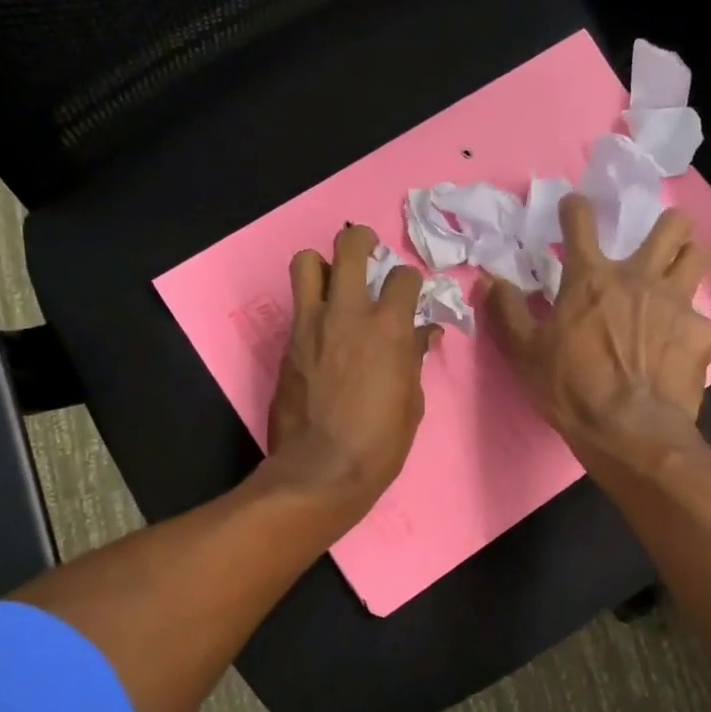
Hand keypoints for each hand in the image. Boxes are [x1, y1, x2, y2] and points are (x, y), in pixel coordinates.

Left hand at [267, 225, 437, 517]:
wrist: (320, 470)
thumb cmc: (379, 443)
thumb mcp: (411, 402)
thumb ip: (413, 358)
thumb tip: (422, 333)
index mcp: (388, 327)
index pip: (403, 277)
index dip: (410, 282)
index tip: (409, 294)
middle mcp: (347, 313)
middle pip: (349, 247)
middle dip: (361, 241)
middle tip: (368, 251)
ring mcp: (311, 325)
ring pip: (306, 263)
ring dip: (322, 265)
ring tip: (334, 283)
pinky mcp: (287, 344)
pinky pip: (298, 307)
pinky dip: (312, 308)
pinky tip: (322, 331)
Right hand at [482, 195, 710, 475]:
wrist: (629, 430)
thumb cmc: (570, 389)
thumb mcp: (525, 352)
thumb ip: (507, 311)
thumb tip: (487, 278)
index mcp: (591, 279)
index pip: (582, 221)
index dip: (575, 207)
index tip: (573, 206)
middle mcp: (639, 278)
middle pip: (670, 226)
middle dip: (665, 224)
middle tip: (654, 242)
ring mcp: (676, 302)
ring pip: (699, 256)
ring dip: (689, 257)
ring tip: (678, 274)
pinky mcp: (700, 332)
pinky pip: (700, 316)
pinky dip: (687, 325)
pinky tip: (676, 347)